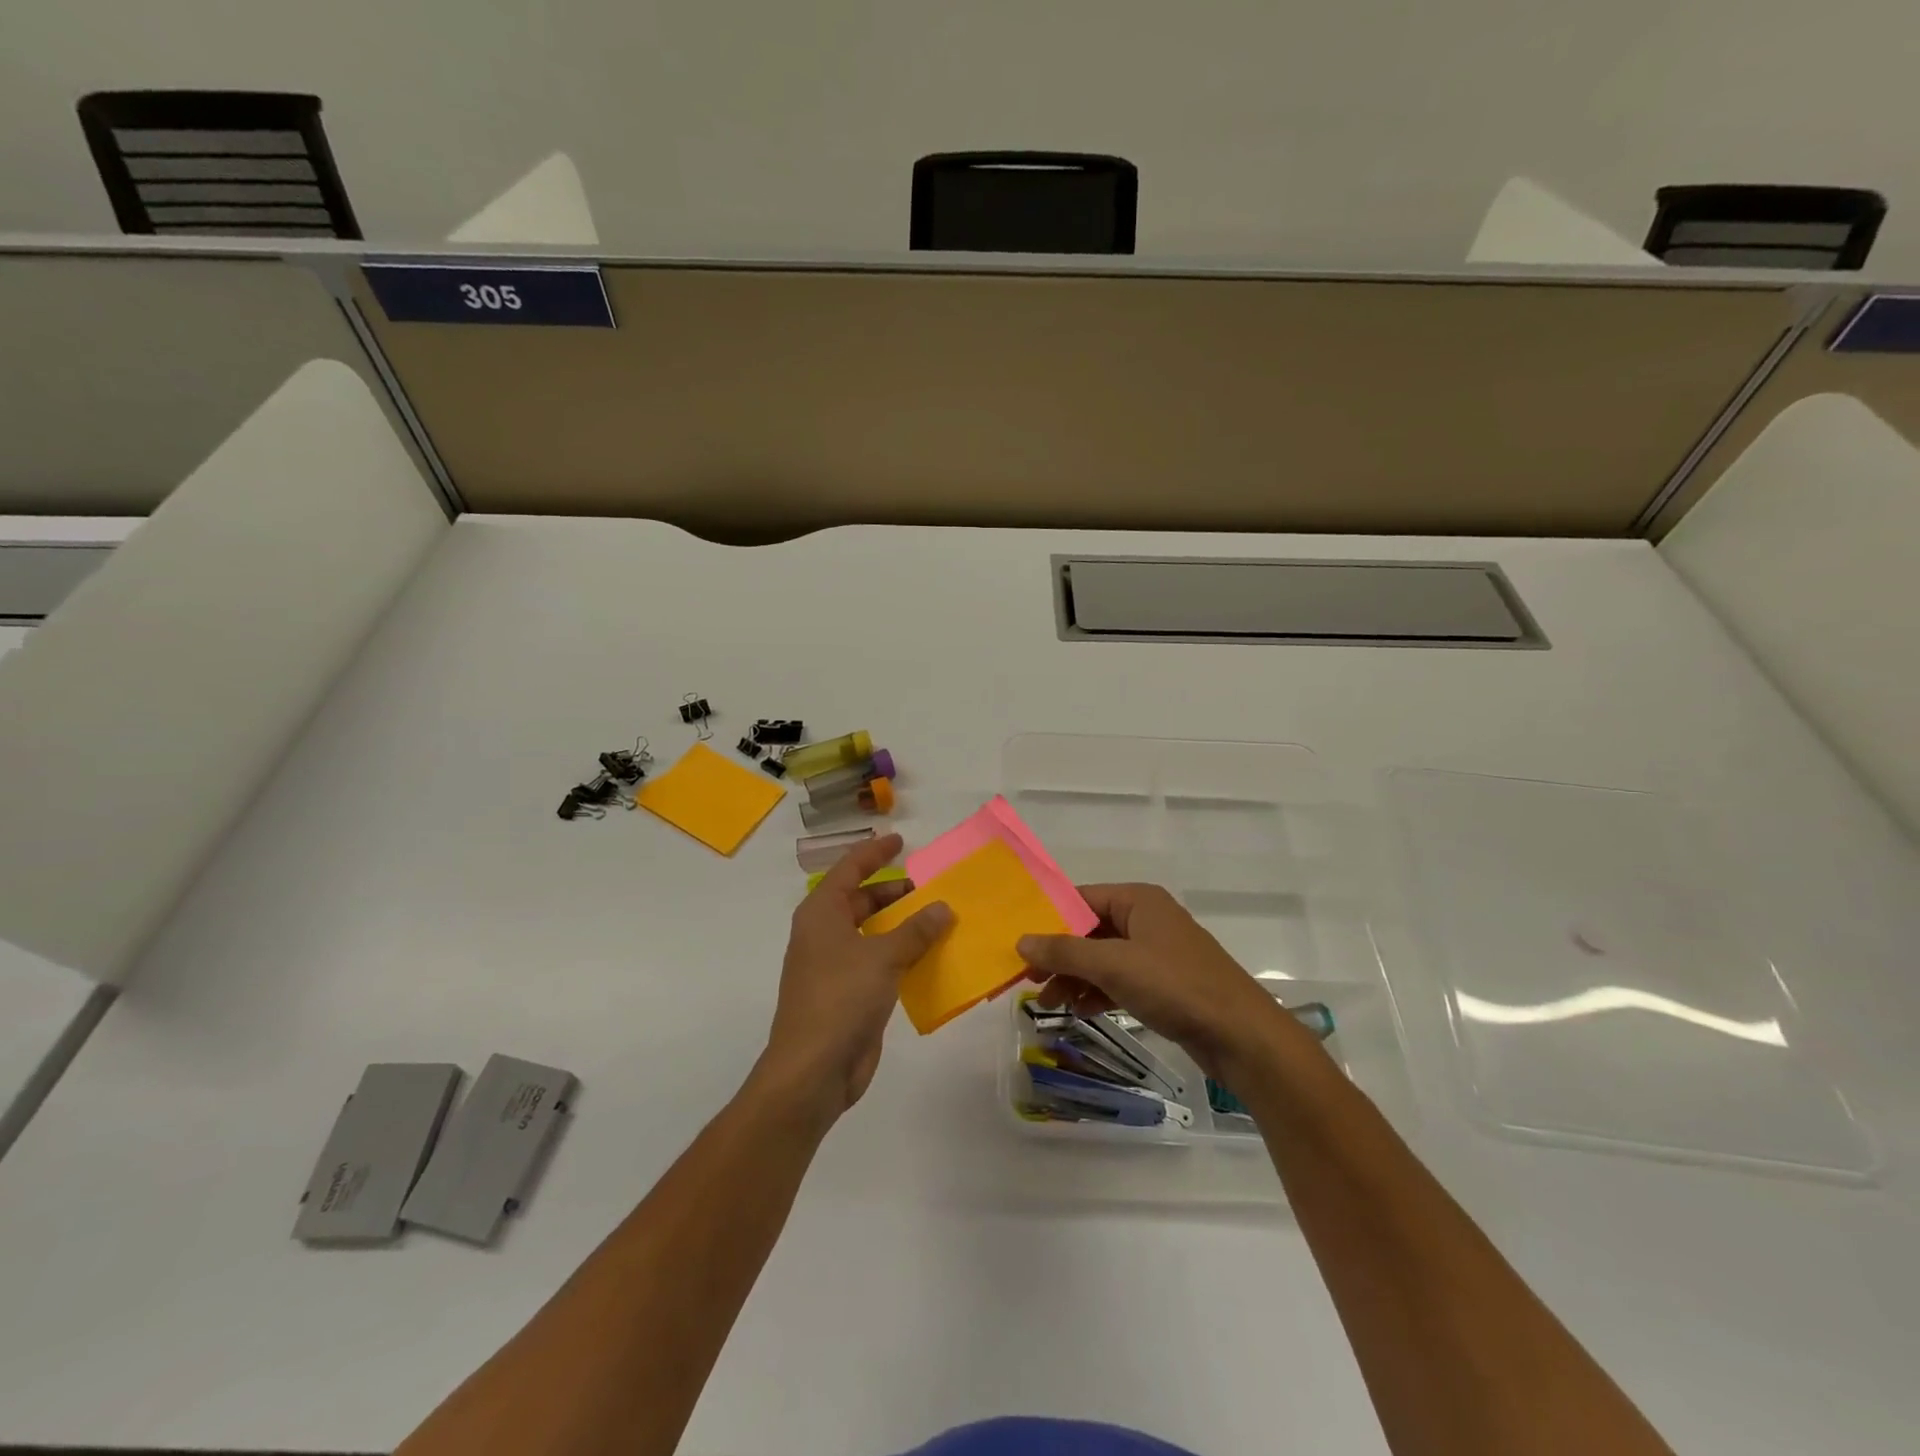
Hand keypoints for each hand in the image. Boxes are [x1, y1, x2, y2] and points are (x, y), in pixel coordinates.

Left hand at [758, 833, 952, 1118]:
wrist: (813, 1069)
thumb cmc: (841, 998)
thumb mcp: (882, 957)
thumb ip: (915, 930)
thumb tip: (943, 908)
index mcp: (821, 913)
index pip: (849, 869)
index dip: (874, 853)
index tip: (901, 840)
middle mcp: (824, 934)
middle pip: (861, 900)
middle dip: (894, 892)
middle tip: (931, 887)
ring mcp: (835, 965)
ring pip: (872, 933)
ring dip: (902, 925)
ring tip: (939, 918)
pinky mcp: (848, 994)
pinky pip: (878, 962)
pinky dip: (901, 954)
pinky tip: (930, 956)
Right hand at [1017, 883, 1302, 1077]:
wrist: (1242, 1036)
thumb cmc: (1176, 986)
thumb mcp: (1114, 965)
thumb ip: (1065, 950)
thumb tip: (1021, 940)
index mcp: (1138, 900)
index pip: (1081, 899)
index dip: (1048, 919)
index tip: (1018, 942)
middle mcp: (1147, 919)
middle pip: (1090, 930)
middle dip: (1059, 954)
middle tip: (1027, 978)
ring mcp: (1157, 953)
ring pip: (1103, 958)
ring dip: (1074, 977)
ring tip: (1047, 1002)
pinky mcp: (1164, 984)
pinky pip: (1119, 980)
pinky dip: (1097, 992)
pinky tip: (1078, 1010)